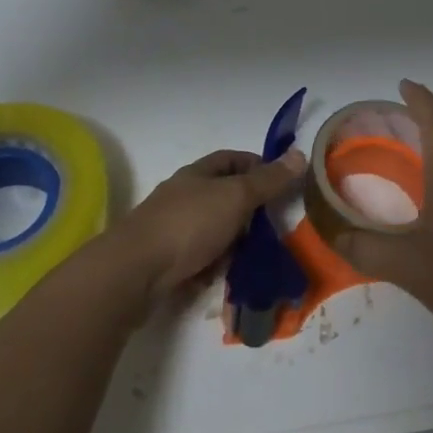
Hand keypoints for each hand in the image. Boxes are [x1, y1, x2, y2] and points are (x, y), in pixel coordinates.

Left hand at [110, 148, 305, 300]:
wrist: (134, 271)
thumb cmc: (188, 224)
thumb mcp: (235, 197)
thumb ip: (267, 181)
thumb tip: (299, 154)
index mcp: (198, 173)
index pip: (232, 159)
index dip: (258, 166)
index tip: (281, 184)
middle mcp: (183, 195)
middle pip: (223, 196)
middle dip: (248, 211)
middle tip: (272, 229)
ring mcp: (171, 228)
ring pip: (212, 230)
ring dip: (231, 243)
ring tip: (252, 259)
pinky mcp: (164, 260)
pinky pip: (197, 258)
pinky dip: (212, 266)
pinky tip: (222, 278)